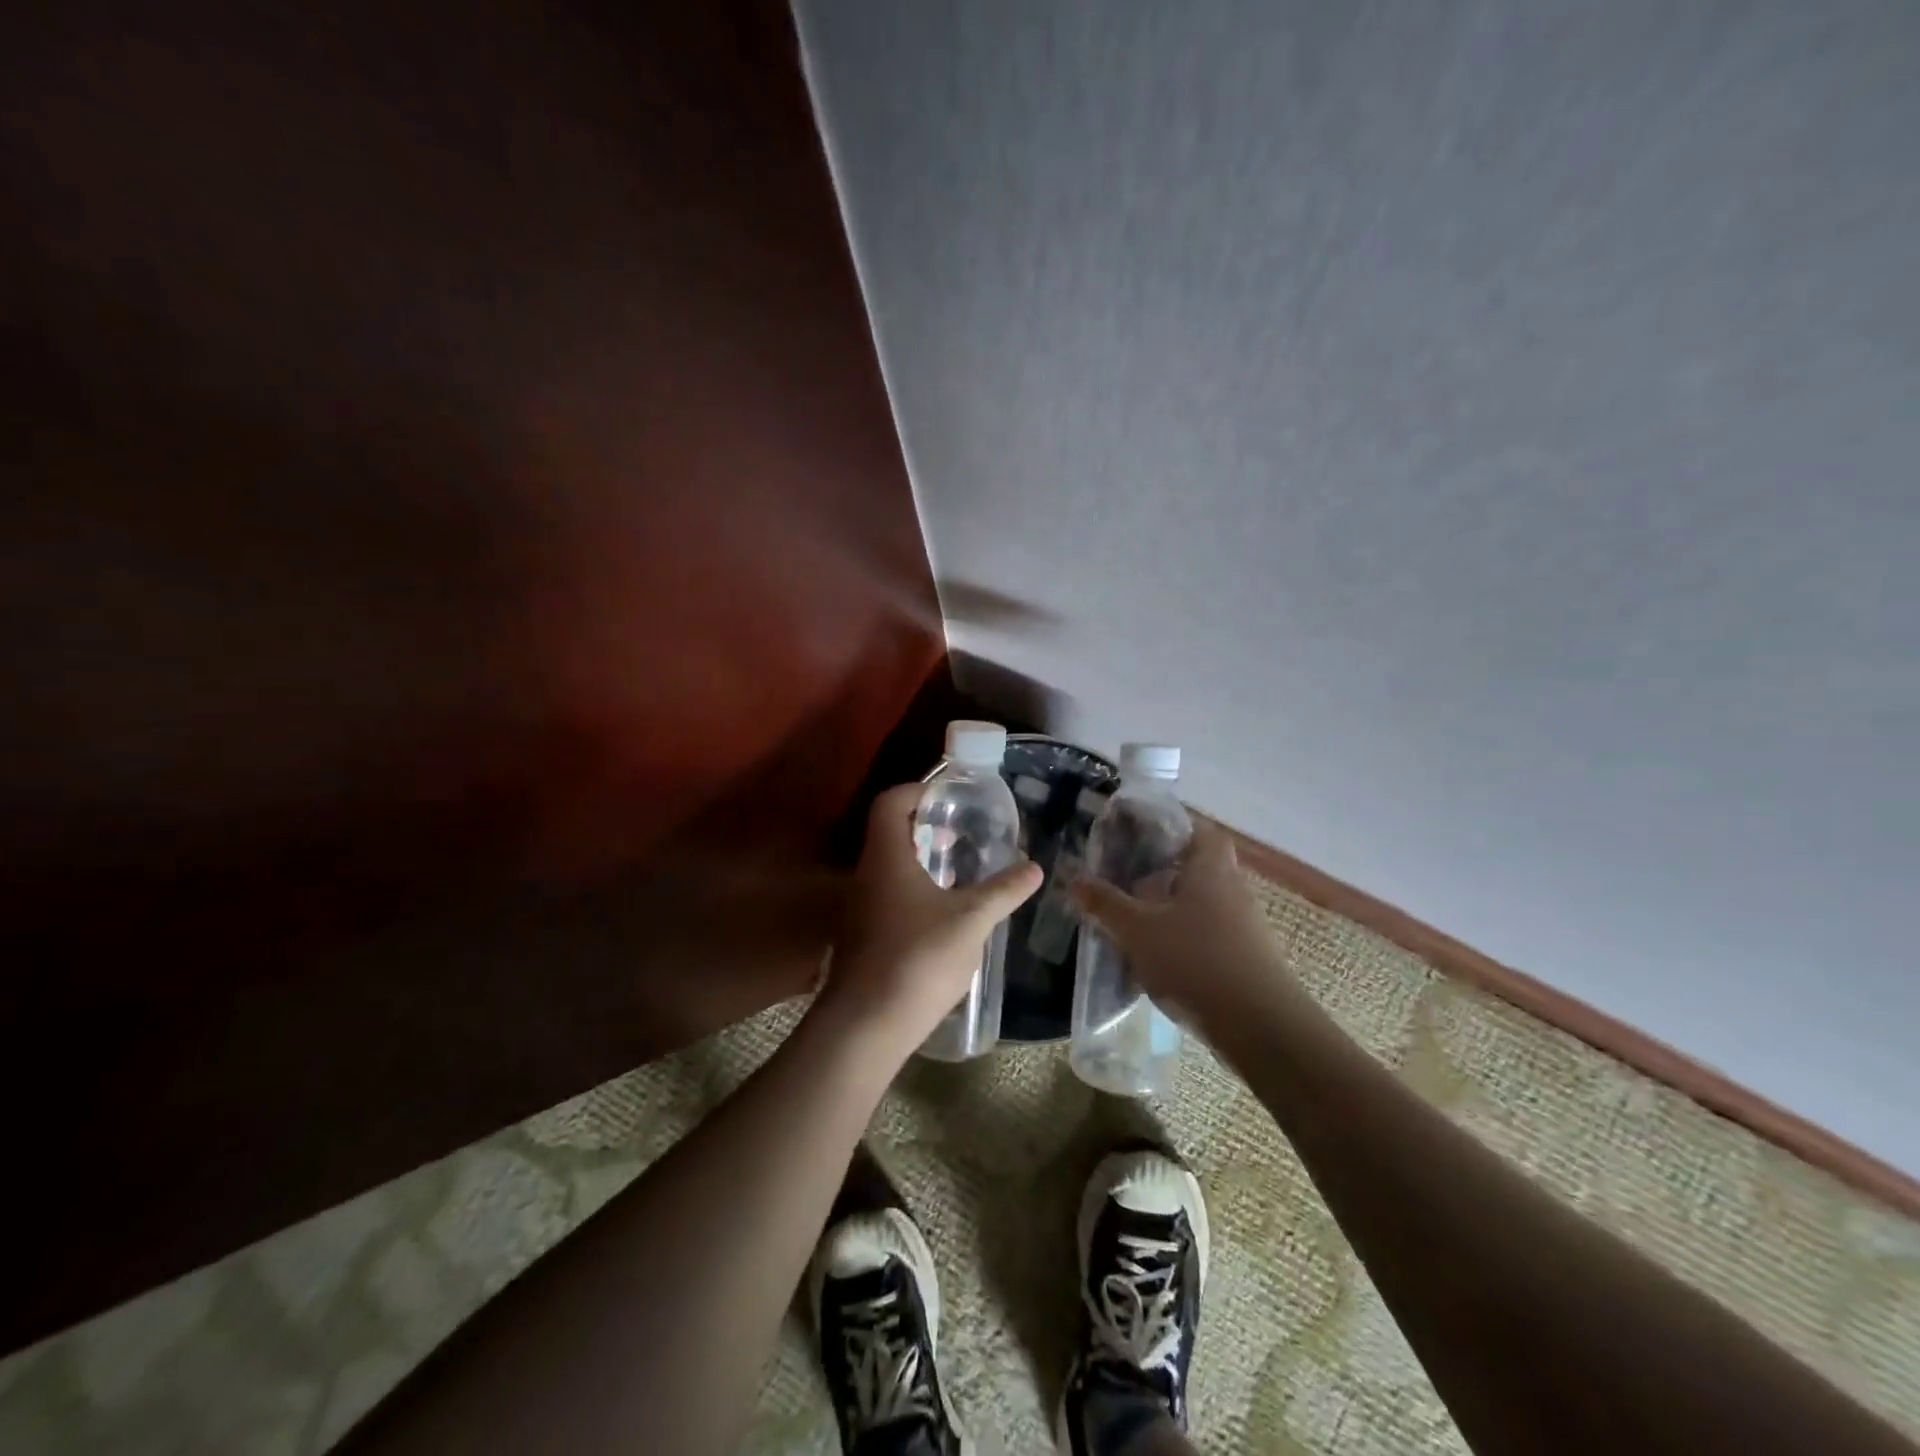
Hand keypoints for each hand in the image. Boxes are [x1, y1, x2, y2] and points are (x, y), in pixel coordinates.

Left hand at [818, 782, 1042, 1053]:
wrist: (865, 1026)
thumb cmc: (917, 959)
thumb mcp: (971, 921)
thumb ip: (1003, 891)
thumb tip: (1034, 867)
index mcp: (886, 857)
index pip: (890, 803)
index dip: (917, 790)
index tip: (948, 797)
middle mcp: (866, 875)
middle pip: (889, 833)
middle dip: (924, 826)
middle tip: (960, 831)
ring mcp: (859, 908)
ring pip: (889, 867)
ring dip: (920, 860)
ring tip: (958, 869)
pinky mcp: (862, 936)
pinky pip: (887, 896)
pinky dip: (914, 890)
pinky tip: (942, 913)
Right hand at [1069, 818, 1297, 1028]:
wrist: (1261, 1027)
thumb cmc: (1196, 961)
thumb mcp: (1137, 930)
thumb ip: (1105, 903)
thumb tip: (1074, 879)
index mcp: (1210, 868)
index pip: (1199, 830)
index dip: (1171, 829)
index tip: (1137, 838)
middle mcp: (1232, 889)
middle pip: (1197, 868)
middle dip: (1161, 873)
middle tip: (1125, 882)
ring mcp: (1244, 926)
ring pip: (1201, 904)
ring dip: (1170, 910)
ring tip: (1134, 923)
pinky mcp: (1246, 958)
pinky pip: (1208, 935)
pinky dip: (1184, 939)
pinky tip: (1158, 960)